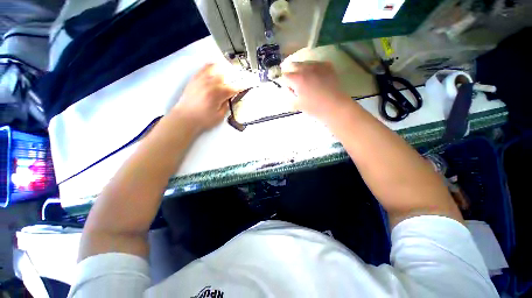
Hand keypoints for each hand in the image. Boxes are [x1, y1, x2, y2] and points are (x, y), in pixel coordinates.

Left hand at [173, 64, 238, 131]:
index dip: (240, 87)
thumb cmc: (204, 120)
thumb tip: (229, 98)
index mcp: (218, 94)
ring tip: (227, 73)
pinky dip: (211, 66)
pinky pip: (203, 68)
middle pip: (225, 76)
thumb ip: (226, 105)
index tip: (245, 86)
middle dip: (231, 79)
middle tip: (234, 83)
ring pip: (215, 69)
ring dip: (223, 71)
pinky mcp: (194, 79)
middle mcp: (210, 84)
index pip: (233, 88)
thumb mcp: (219, 116)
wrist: (184, 118)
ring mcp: (201, 79)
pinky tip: (214, 67)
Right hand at [281, 61, 350, 119]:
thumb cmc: (314, 108)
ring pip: (305, 63)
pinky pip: (316, 63)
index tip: (289, 88)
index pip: (285, 75)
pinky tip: (315, 76)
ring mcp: (318, 65)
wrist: (335, 106)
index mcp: (297, 79)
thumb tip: (290, 90)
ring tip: (305, 79)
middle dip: (291, 72)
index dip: (285, 82)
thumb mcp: (298, 105)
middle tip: (294, 81)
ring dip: (301, 69)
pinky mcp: (327, 66)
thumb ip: (290, 97)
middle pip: (293, 64)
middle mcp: (306, 68)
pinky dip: (313, 68)